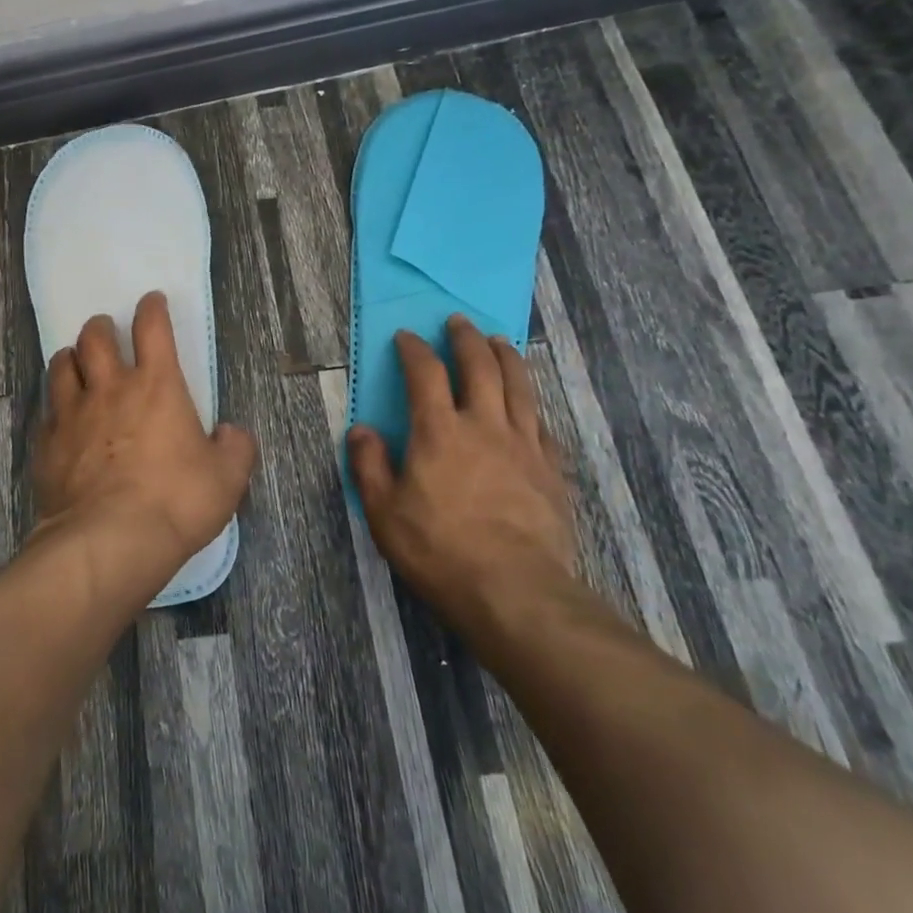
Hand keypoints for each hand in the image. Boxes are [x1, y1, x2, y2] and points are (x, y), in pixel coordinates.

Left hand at [34, 292, 257, 576]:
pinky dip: (54, 406)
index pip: (152, 328)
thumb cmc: (175, 502)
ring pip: (61, 366)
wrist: (108, 541)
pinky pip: (46, 411)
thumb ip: (235, 448)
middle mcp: (109, 389)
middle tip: (106, 332)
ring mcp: (72, 414)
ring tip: (77, 363)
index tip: (151, 301)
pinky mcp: (46, 444)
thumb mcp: (227, 479)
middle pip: (95, 337)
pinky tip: (59, 418)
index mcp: (156, 386)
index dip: (152, 308)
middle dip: (101, 327)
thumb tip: (230, 433)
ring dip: (71, 358)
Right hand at [348, 316, 579, 638]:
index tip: (407, 337)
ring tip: (500, 342)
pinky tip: (530, 408)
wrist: (514, 590)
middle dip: (466, 339)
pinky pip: (542, 425)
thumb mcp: (383, 512)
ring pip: (519, 386)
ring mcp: (524, 445)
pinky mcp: (552, 469)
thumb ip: (369, 465)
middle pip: (480, 366)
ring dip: (507, 357)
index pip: (425, 373)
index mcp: (439, 431)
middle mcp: (484, 425)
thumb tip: (361, 429)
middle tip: (459, 322)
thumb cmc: (438, 549)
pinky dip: (532, 407)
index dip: (414, 350)